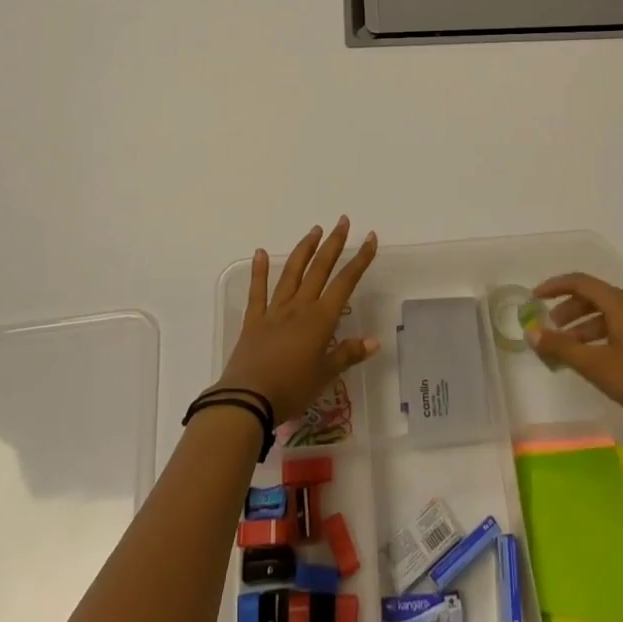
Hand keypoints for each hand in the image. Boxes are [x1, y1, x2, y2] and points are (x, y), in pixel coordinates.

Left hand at [216, 217, 379, 422]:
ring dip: (305, 249)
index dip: (360, 260)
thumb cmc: (292, 389)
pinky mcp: (254, 320)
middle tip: (342, 221)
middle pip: (320, 269)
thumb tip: (375, 340)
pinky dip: (259, 270)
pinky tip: (261, 252)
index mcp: (320, 319)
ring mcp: (275, 310)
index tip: (371, 238)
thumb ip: (348, 354)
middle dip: (334, 243)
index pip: (345, 282)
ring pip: (292, 272)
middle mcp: (300, 307)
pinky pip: (257, 291)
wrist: (248, 400)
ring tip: (315, 230)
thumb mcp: (325, 375)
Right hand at [529, 273, 622, 440]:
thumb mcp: (596, 364)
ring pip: (606, 316)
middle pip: (593, 297)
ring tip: (565, 350)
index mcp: (620, 303)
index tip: (534, 298)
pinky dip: (597, 338)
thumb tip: (531, 332)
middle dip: (567, 310)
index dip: (555, 286)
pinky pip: (617, 330)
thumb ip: (562, 347)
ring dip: (582, 327)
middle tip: (549, 328)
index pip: (581, 282)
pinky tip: (591, 361)